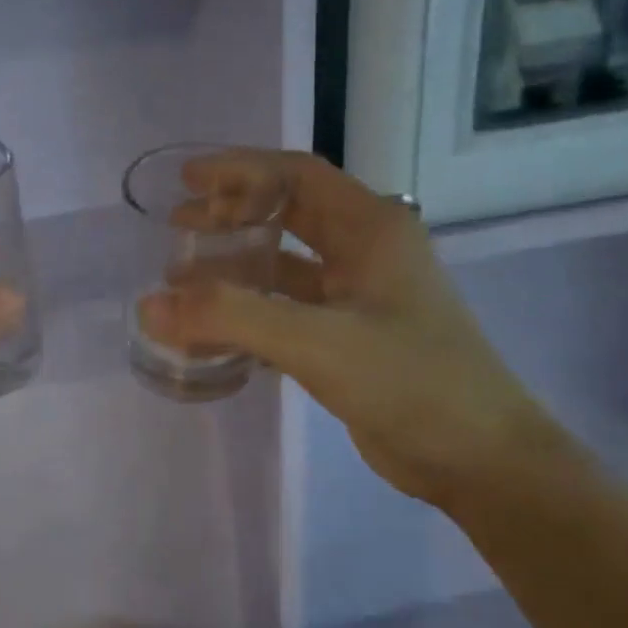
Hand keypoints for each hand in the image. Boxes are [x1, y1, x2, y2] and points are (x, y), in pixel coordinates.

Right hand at [138, 151, 550, 508]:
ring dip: (236, 265)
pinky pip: (288, 310)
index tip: (186, 181)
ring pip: (286, 265)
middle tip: (177, 224)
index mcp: (372, 228)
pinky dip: (249, 311)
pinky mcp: (350, 339)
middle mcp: (367, 252)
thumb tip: (149, 305)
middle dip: (231, 214)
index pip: (296, 175)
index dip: (239, 169)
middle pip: (289, 214)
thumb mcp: (316, 340)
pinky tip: (213, 329)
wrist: (479, 459)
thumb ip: (230, 317)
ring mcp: (360, 297)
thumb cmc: (409, 381)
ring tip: (182, 276)